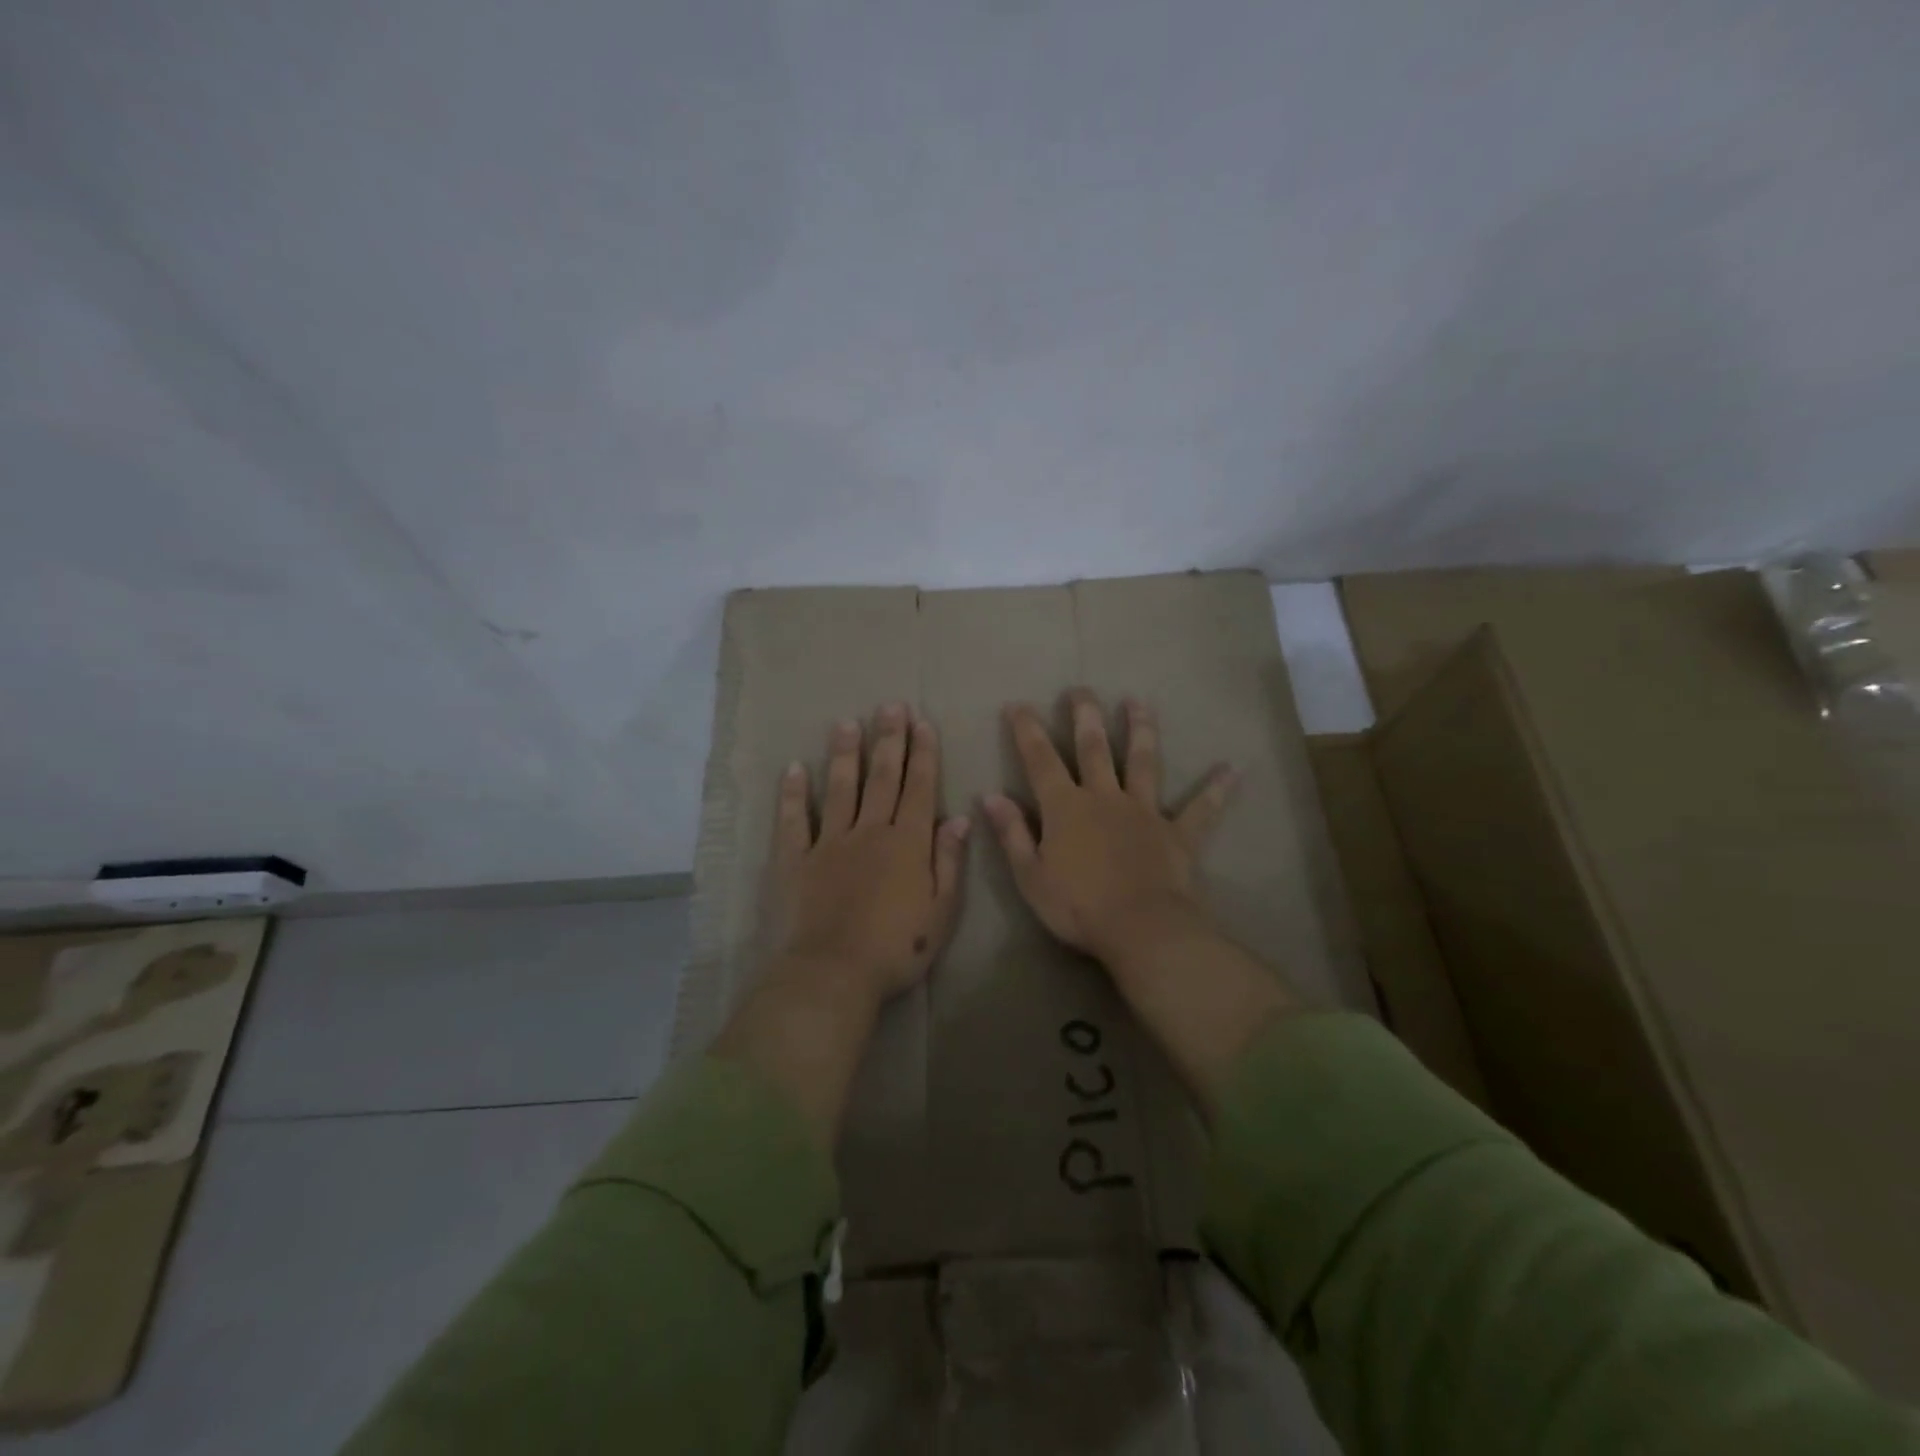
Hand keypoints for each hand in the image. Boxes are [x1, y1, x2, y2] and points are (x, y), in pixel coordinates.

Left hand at [759, 703, 969, 1005]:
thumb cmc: (897, 948)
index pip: (919, 788)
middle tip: (890, 706)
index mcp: (907, 843)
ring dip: (845, 754)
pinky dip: (793, 794)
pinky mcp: (795, 859)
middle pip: (881, 778)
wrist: (834, 972)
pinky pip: (794, 821)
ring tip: (847, 723)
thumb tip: (959, 818)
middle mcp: (869, 831)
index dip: (923, 754)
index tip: (922, 723)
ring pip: (839, 789)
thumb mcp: (941, 912)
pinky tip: (793, 768)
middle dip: (888, 740)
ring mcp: (829, 842)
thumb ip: (949, 861)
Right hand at [980, 691, 1235, 967]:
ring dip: (1141, 730)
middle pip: (1094, 748)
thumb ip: (1011, 833)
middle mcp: (1105, 798)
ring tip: (1138, 702)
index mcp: (1066, 808)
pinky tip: (1232, 770)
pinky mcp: (1177, 834)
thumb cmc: (1078, 907)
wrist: (1142, 930)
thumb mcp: (1030, 876)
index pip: (1040, 761)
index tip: (1018, 704)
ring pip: (1143, 762)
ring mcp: (1144, 812)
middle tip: (1081, 689)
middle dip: (1085, 716)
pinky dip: (1216, 790)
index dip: (1027, 731)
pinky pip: (1200, 810)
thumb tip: (990, 796)